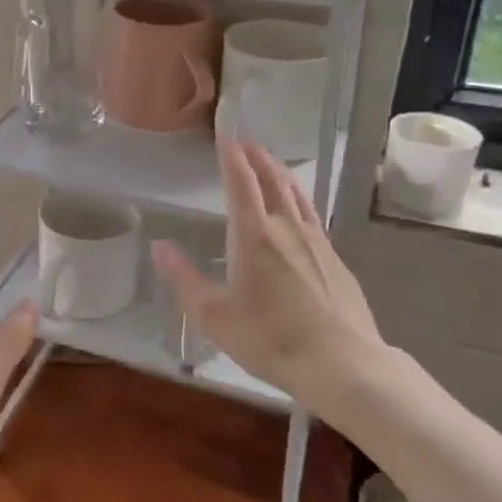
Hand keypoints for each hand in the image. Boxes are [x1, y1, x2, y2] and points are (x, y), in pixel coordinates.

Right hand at [151, 139, 388, 416]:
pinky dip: (299, 199)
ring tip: (271, 163)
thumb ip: (184, 278)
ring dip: (280, 174)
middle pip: (273, 181)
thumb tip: (159, 246)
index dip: (232, 158)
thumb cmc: (270, 338)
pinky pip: (312, 216)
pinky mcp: (336, 260)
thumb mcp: (214, 316)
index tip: (226, 137)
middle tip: (246, 142)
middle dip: (258, 158)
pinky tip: (299, 210)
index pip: (242, 183)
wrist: (342, 363)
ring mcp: (317, 242)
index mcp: (254, 236)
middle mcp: (287, 228)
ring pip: (297, 195)